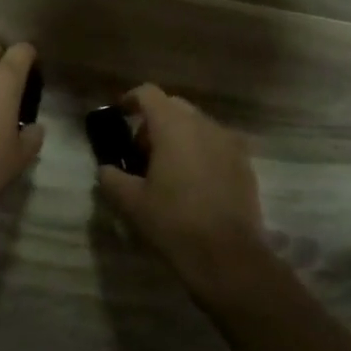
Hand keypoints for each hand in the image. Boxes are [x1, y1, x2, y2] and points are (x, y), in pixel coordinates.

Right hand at [96, 85, 264, 279]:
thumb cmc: (173, 222)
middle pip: (174, 107)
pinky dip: (199, 152)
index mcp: (173, 126)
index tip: (119, 117)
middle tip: (140, 153)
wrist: (227, 256)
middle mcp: (204, 125)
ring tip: (166, 170)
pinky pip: (215, 144)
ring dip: (178, 137)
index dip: (131, 100)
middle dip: (153, 122)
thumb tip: (106, 169)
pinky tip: (192, 183)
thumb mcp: (130, 202)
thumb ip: (111, 178)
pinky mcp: (244, 163)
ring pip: (197, 125)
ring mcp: (229, 143)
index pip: (149, 94)